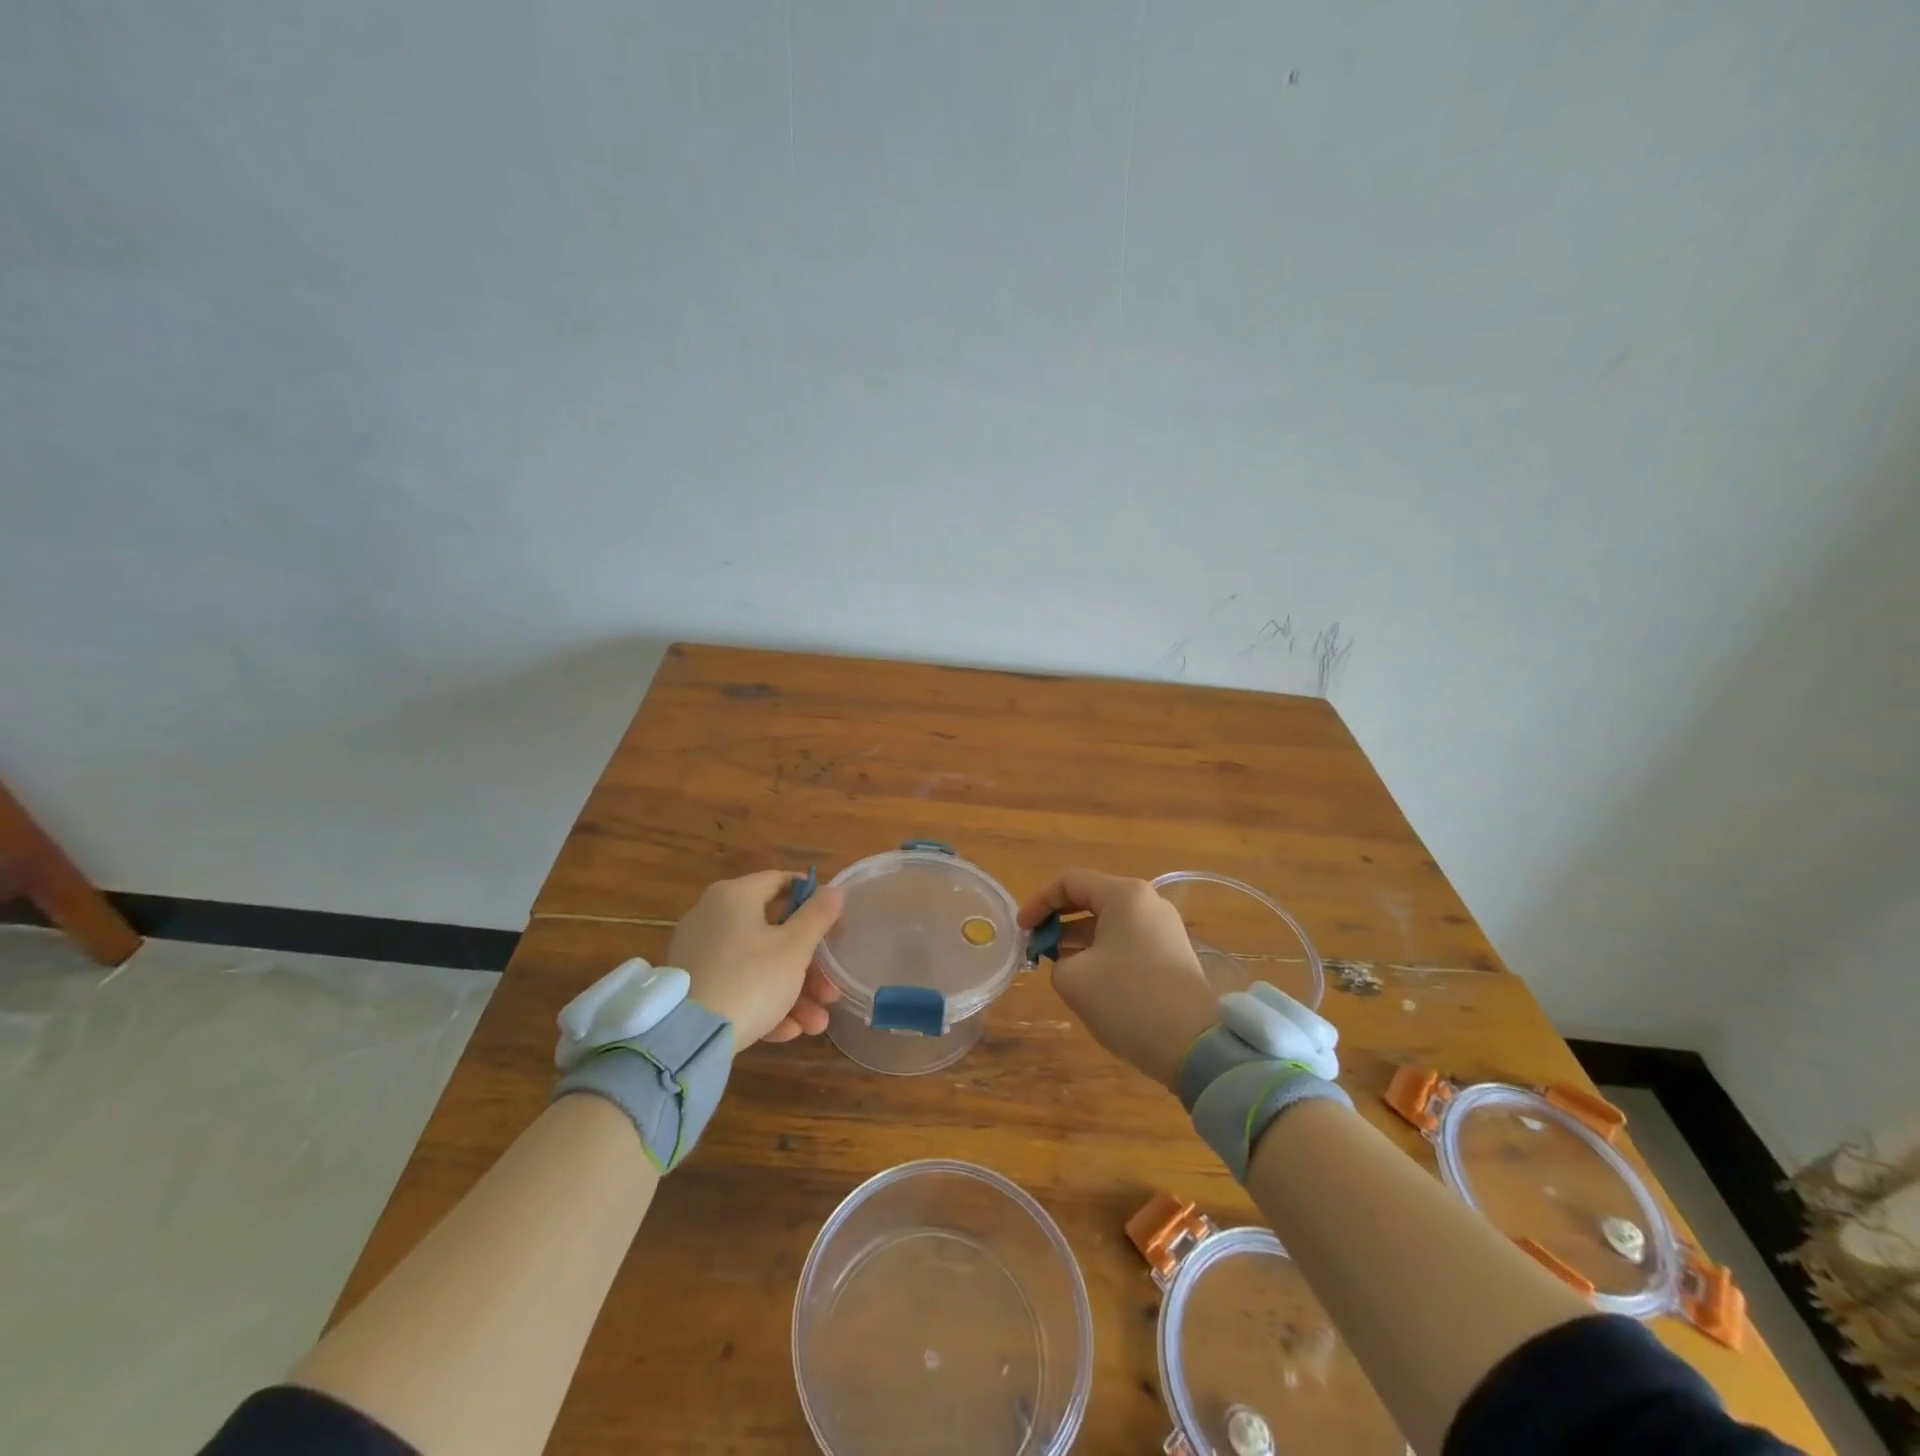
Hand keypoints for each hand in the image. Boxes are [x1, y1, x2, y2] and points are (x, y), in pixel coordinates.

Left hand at [669, 871, 844, 1045]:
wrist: (688, 1039)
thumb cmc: (750, 979)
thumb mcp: (795, 948)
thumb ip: (818, 915)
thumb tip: (834, 889)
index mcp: (734, 896)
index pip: (780, 882)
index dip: (812, 899)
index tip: (835, 923)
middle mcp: (711, 916)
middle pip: (773, 932)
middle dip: (809, 966)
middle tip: (830, 992)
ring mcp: (699, 953)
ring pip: (757, 965)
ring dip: (793, 993)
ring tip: (816, 1024)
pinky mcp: (693, 986)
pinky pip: (736, 986)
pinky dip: (763, 1003)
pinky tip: (788, 1032)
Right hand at [1018, 869, 1219, 1089]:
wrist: (1196, 1045)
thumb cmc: (1129, 1001)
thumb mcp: (1074, 979)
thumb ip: (1056, 959)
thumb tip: (1067, 959)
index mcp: (1124, 896)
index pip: (1069, 882)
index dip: (1038, 903)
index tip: (1022, 931)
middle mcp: (1147, 902)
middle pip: (1091, 898)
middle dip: (1058, 921)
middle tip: (1037, 948)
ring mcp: (1164, 927)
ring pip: (1109, 922)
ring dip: (1078, 939)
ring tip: (1058, 967)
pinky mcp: (1172, 953)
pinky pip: (1127, 940)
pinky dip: (1101, 951)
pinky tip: (1089, 979)